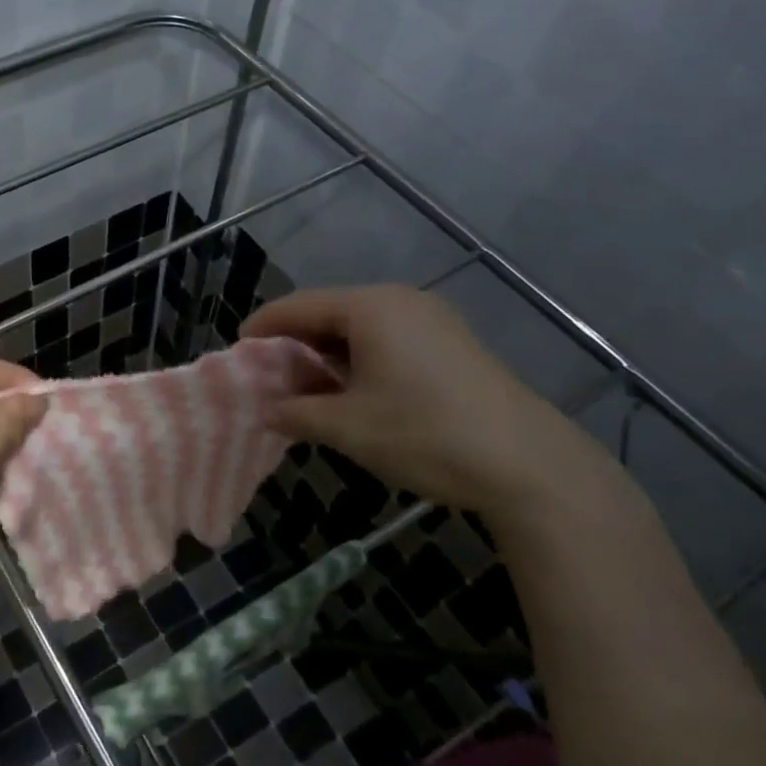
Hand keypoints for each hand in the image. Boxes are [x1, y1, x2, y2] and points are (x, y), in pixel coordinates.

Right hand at [244, 285, 614, 515]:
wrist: (529, 464)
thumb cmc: (424, 434)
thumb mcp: (347, 428)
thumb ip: (295, 413)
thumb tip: (266, 411)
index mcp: (370, 307)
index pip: (298, 306)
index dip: (262, 328)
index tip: (237, 353)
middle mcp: (400, 301)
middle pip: (329, 312)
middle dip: (294, 344)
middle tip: (268, 376)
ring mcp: (432, 320)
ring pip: (360, 328)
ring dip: (327, 355)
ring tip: (305, 388)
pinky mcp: (452, 344)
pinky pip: (388, 339)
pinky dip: (359, 360)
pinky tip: (352, 392)